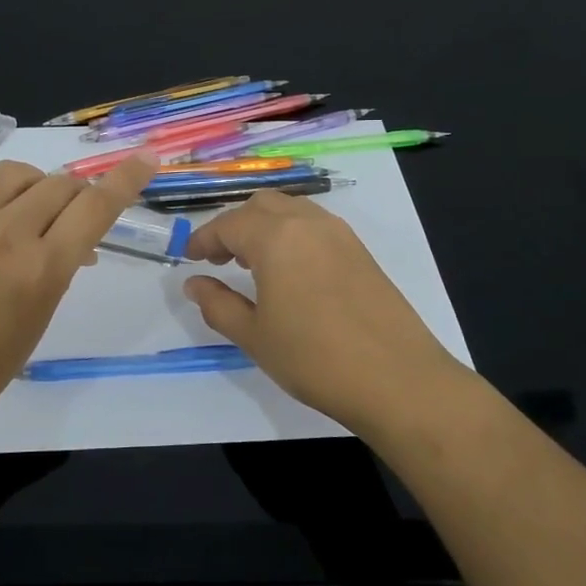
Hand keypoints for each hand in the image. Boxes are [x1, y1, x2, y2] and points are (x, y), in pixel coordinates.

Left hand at [0, 143, 157, 439]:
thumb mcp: (36, 324)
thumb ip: (54, 273)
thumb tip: (69, 242)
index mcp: (41, 269)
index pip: (96, 207)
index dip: (126, 179)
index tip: (145, 159)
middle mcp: (4, 235)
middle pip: (56, 185)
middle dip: (70, 197)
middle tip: (59, 217)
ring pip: (7, 172)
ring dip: (24, 184)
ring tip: (16, 205)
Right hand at [181, 191, 463, 435]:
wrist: (396, 380)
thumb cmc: (313, 358)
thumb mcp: (253, 336)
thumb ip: (217, 304)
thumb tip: (194, 283)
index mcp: (276, 237)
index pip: (229, 223)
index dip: (203, 238)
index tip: (189, 257)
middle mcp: (308, 223)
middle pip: (261, 205)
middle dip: (234, 225)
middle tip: (219, 258)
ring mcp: (340, 234)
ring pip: (291, 211)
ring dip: (265, 226)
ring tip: (253, 263)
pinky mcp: (361, 251)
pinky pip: (316, 226)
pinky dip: (292, 235)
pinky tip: (291, 272)